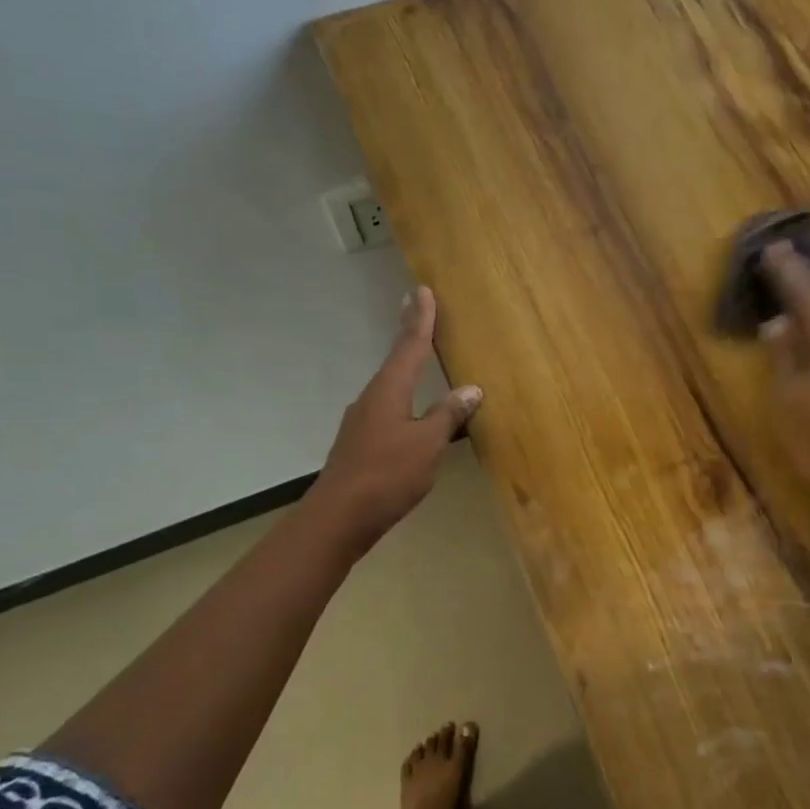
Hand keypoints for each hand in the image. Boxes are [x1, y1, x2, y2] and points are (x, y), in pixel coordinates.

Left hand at [314, 286, 482, 551]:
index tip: (422, 291)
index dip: (420, 320)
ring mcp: (362, 422)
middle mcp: (372, 398)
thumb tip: (470, 389)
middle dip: (407, 334)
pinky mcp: (360, 444)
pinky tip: (408, 410)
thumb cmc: (387, 475)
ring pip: (389, 385)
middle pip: (395, 360)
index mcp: (389, 391)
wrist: (339, 517)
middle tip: (413, 306)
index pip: (409, 346)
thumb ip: (448, 415)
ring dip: (403, 366)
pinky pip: (387, 409)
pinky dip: (402, 397)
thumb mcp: (427, 444)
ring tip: (416, 355)